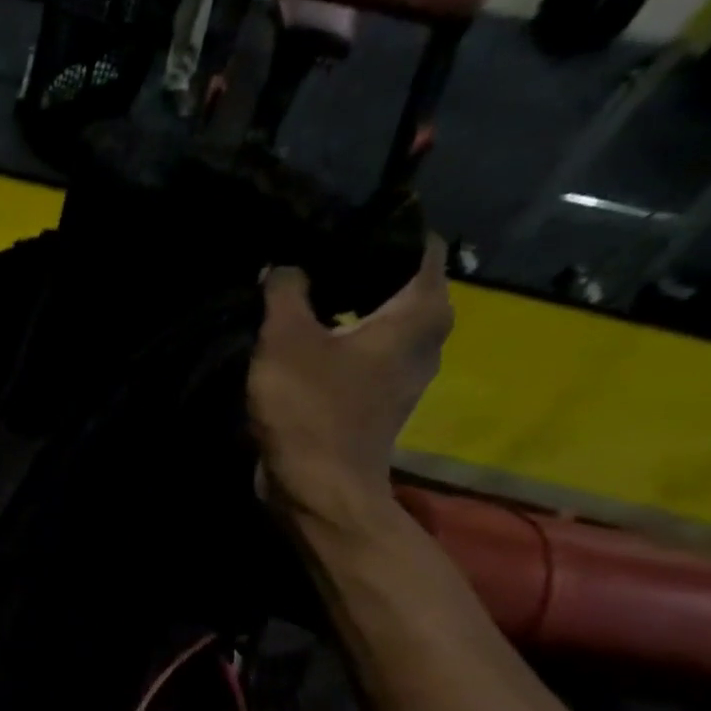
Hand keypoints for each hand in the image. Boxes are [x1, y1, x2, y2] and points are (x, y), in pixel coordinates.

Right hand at [247, 236, 452, 522]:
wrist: (317, 487)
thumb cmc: (311, 408)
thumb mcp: (286, 338)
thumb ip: (285, 289)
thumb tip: (283, 266)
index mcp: (421, 312)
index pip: (416, 242)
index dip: (375, 226)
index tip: (330, 223)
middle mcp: (427, 337)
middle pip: (395, 281)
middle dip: (352, 266)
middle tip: (303, 256)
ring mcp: (403, 372)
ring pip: (377, 319)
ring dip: (340, 305)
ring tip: (294, 293)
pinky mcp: (376, 399)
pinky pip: (360, 352)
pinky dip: (335, 339)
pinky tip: (297, 337)